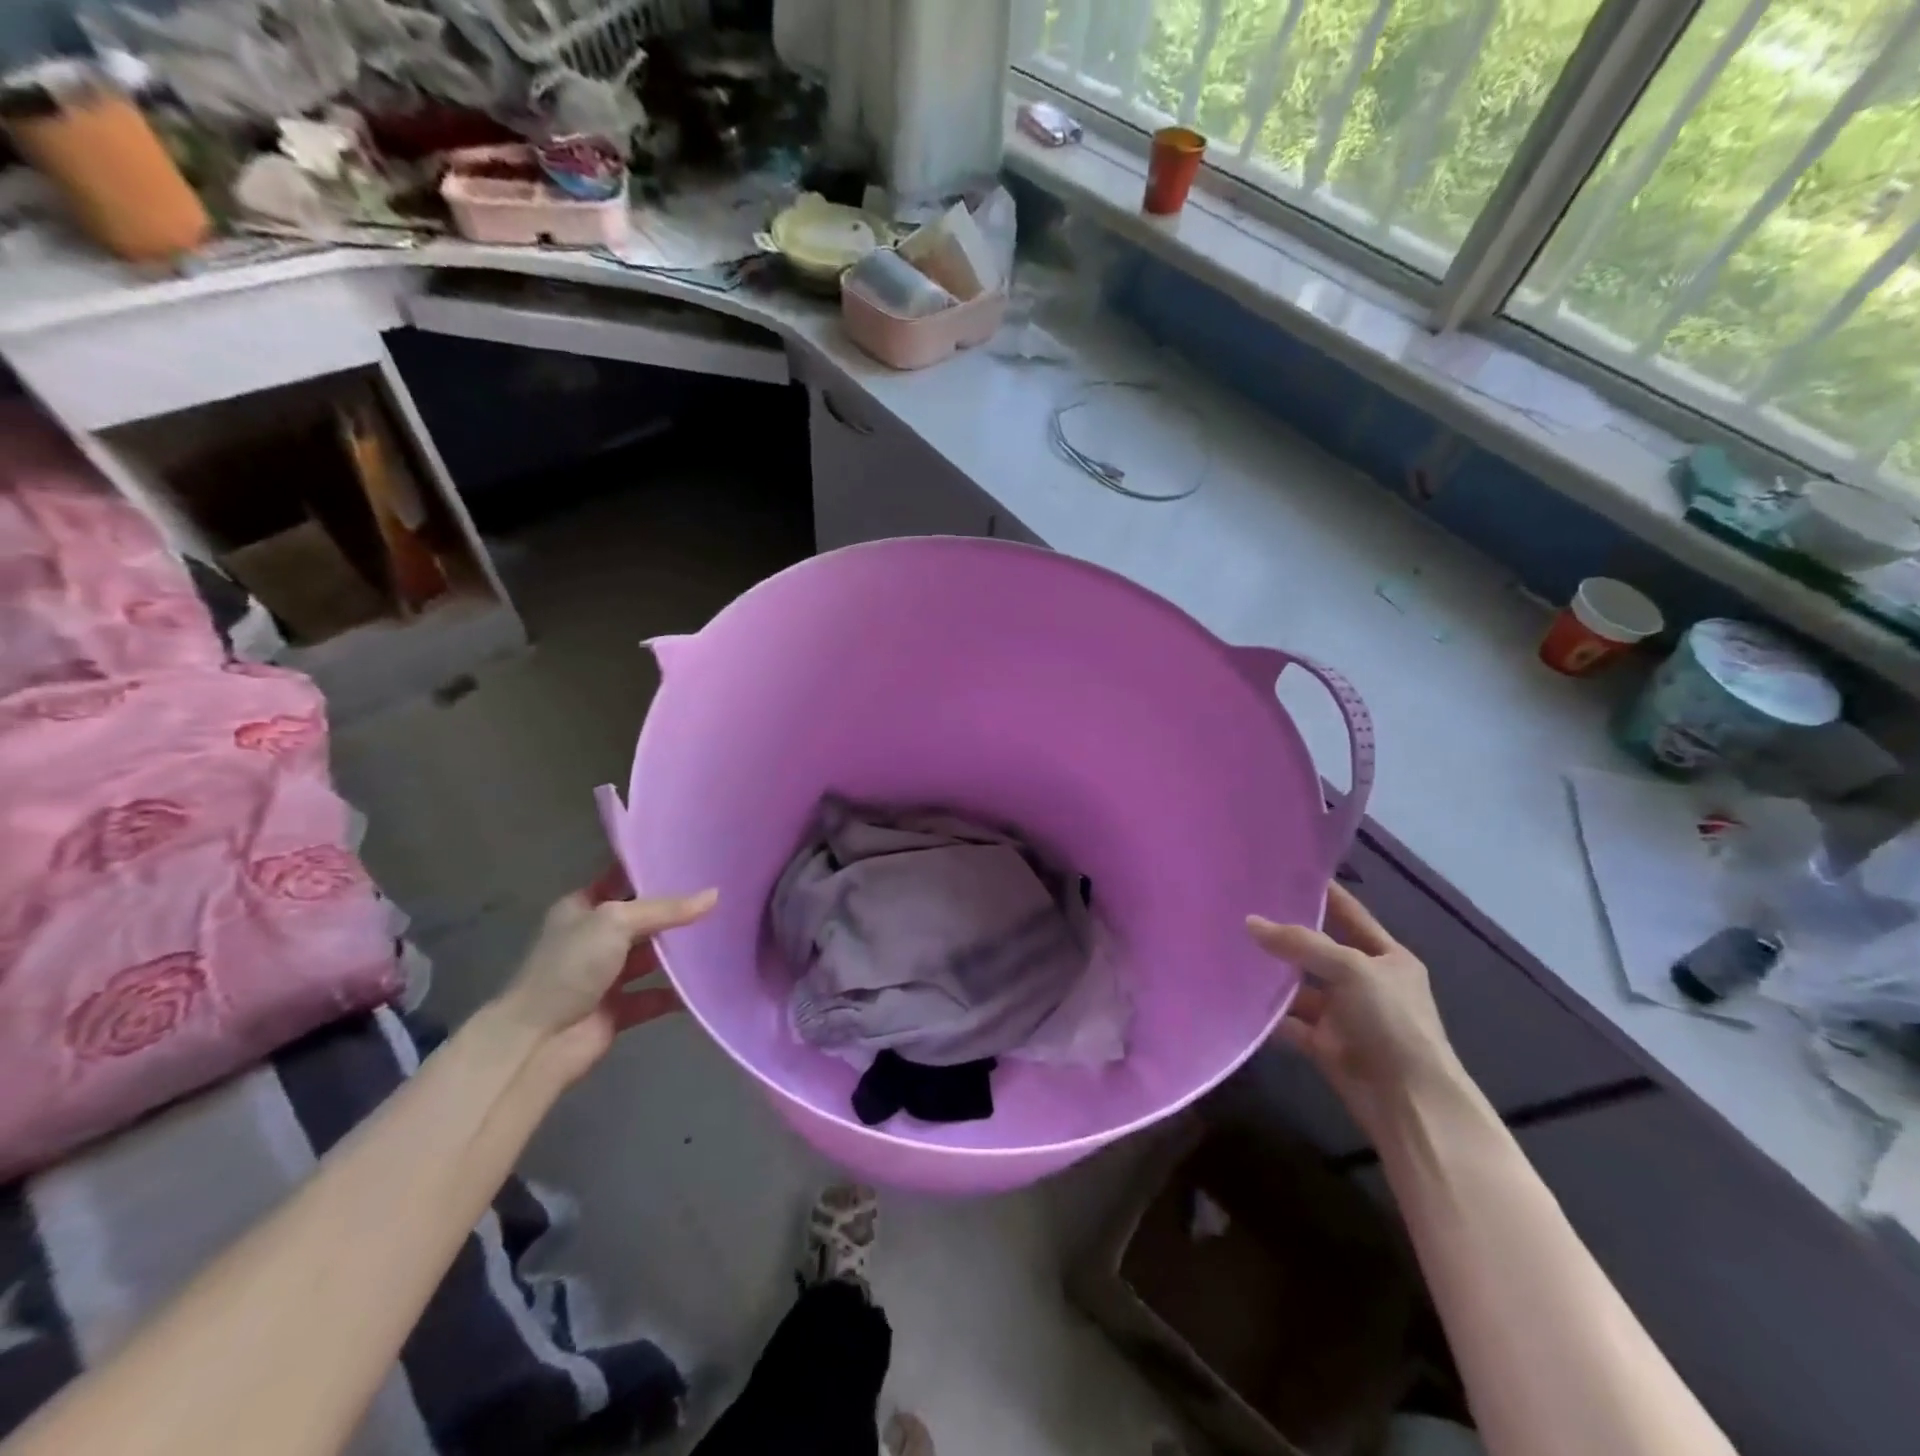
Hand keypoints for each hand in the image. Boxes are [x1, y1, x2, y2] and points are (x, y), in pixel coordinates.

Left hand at [495, 883, 717, 1082]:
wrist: (539, 1041)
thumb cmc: (571, 966)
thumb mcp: (617, 922)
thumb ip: (666, 910)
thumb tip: (715, 895)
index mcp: (581, 909)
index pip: (619, 880)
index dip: (650, 870)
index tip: (690, 860)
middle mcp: (593, 939)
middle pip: (641, 920)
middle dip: (674, 912)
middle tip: (719, 896)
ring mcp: (605, 976)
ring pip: (650, 958)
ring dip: (678, 952)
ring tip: (722, 935)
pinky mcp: (617, 1010)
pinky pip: (653, 996)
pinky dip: (675, 993)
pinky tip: (706, 982)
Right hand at [1247, 883, 1464, 1136]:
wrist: (1410, 1104)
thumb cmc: (1392, 1024)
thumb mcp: (1351, 970)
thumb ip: (1301, 943)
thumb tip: (1250, 922)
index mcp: (1387, 958)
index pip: (1349, 913)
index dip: (1321, 893)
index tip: (1282, 872)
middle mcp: (1365, 981)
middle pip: (1319, 949)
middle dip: (1285, 933)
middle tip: (1241, 908)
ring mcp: (1344, 1014)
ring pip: (1300, 986)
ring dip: (1272, 975)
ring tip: (1229, 948)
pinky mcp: (1324, 1044)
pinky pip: (1289, 1021)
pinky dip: (1268, 1014)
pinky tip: (1236, 996)